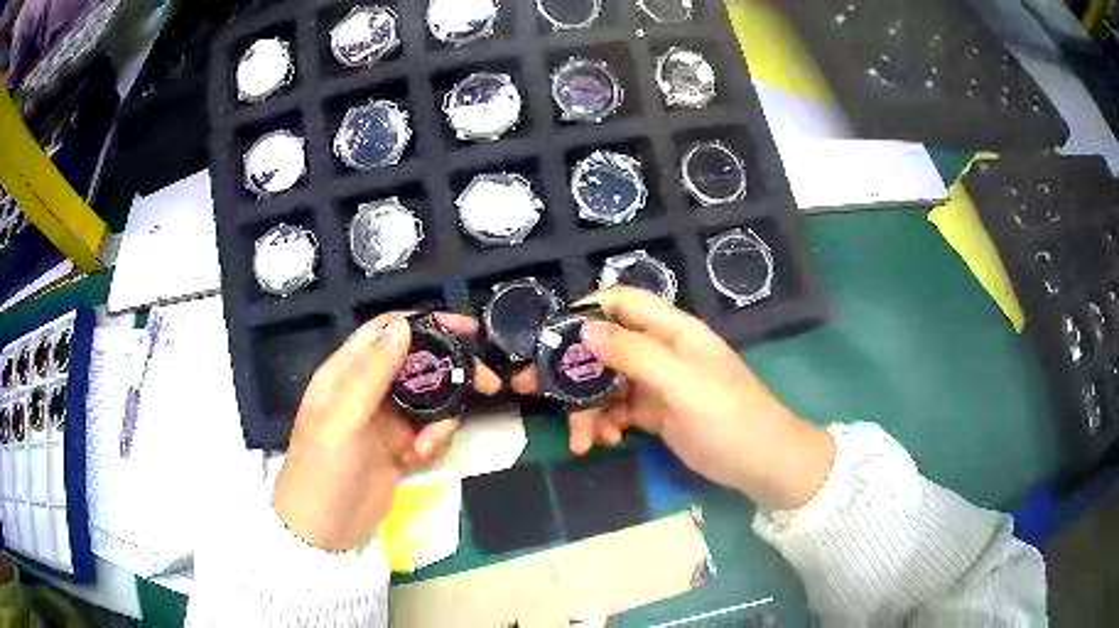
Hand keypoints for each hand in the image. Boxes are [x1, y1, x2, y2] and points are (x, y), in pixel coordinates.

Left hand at [273, 312, 501, 551]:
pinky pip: (428, 432)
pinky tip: (419, 458)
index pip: (387, 331)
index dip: (425, 323)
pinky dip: (433, 441)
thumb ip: (372, 372)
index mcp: (346, 372)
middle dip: (449, 370)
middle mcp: (368, 390)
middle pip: (417, 363)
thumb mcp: (343, 418)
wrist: (325, 529)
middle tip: (487, 382)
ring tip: (430, 441)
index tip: (466, 328)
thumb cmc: (324, 468)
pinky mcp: (399, 448)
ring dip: (441, 416)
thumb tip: (404, 326)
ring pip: (428, 400)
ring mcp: (385, 420)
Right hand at [513, 287, 833, 510]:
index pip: (623, 303)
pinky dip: (605, 424)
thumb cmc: (728, 416)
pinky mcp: (654, 412)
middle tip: (533, 390)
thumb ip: (634, 354)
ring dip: (587, 409)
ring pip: (606, 383)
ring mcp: (656, 383)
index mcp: (672, 331)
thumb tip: (584, 329)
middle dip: (571, 370)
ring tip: (583, 440)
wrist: (759, 462)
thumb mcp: (681, 383)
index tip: (551, 336)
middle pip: (605, 347)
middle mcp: (661, 351)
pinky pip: (617, 410)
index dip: (586, 311)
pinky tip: (605, 441)